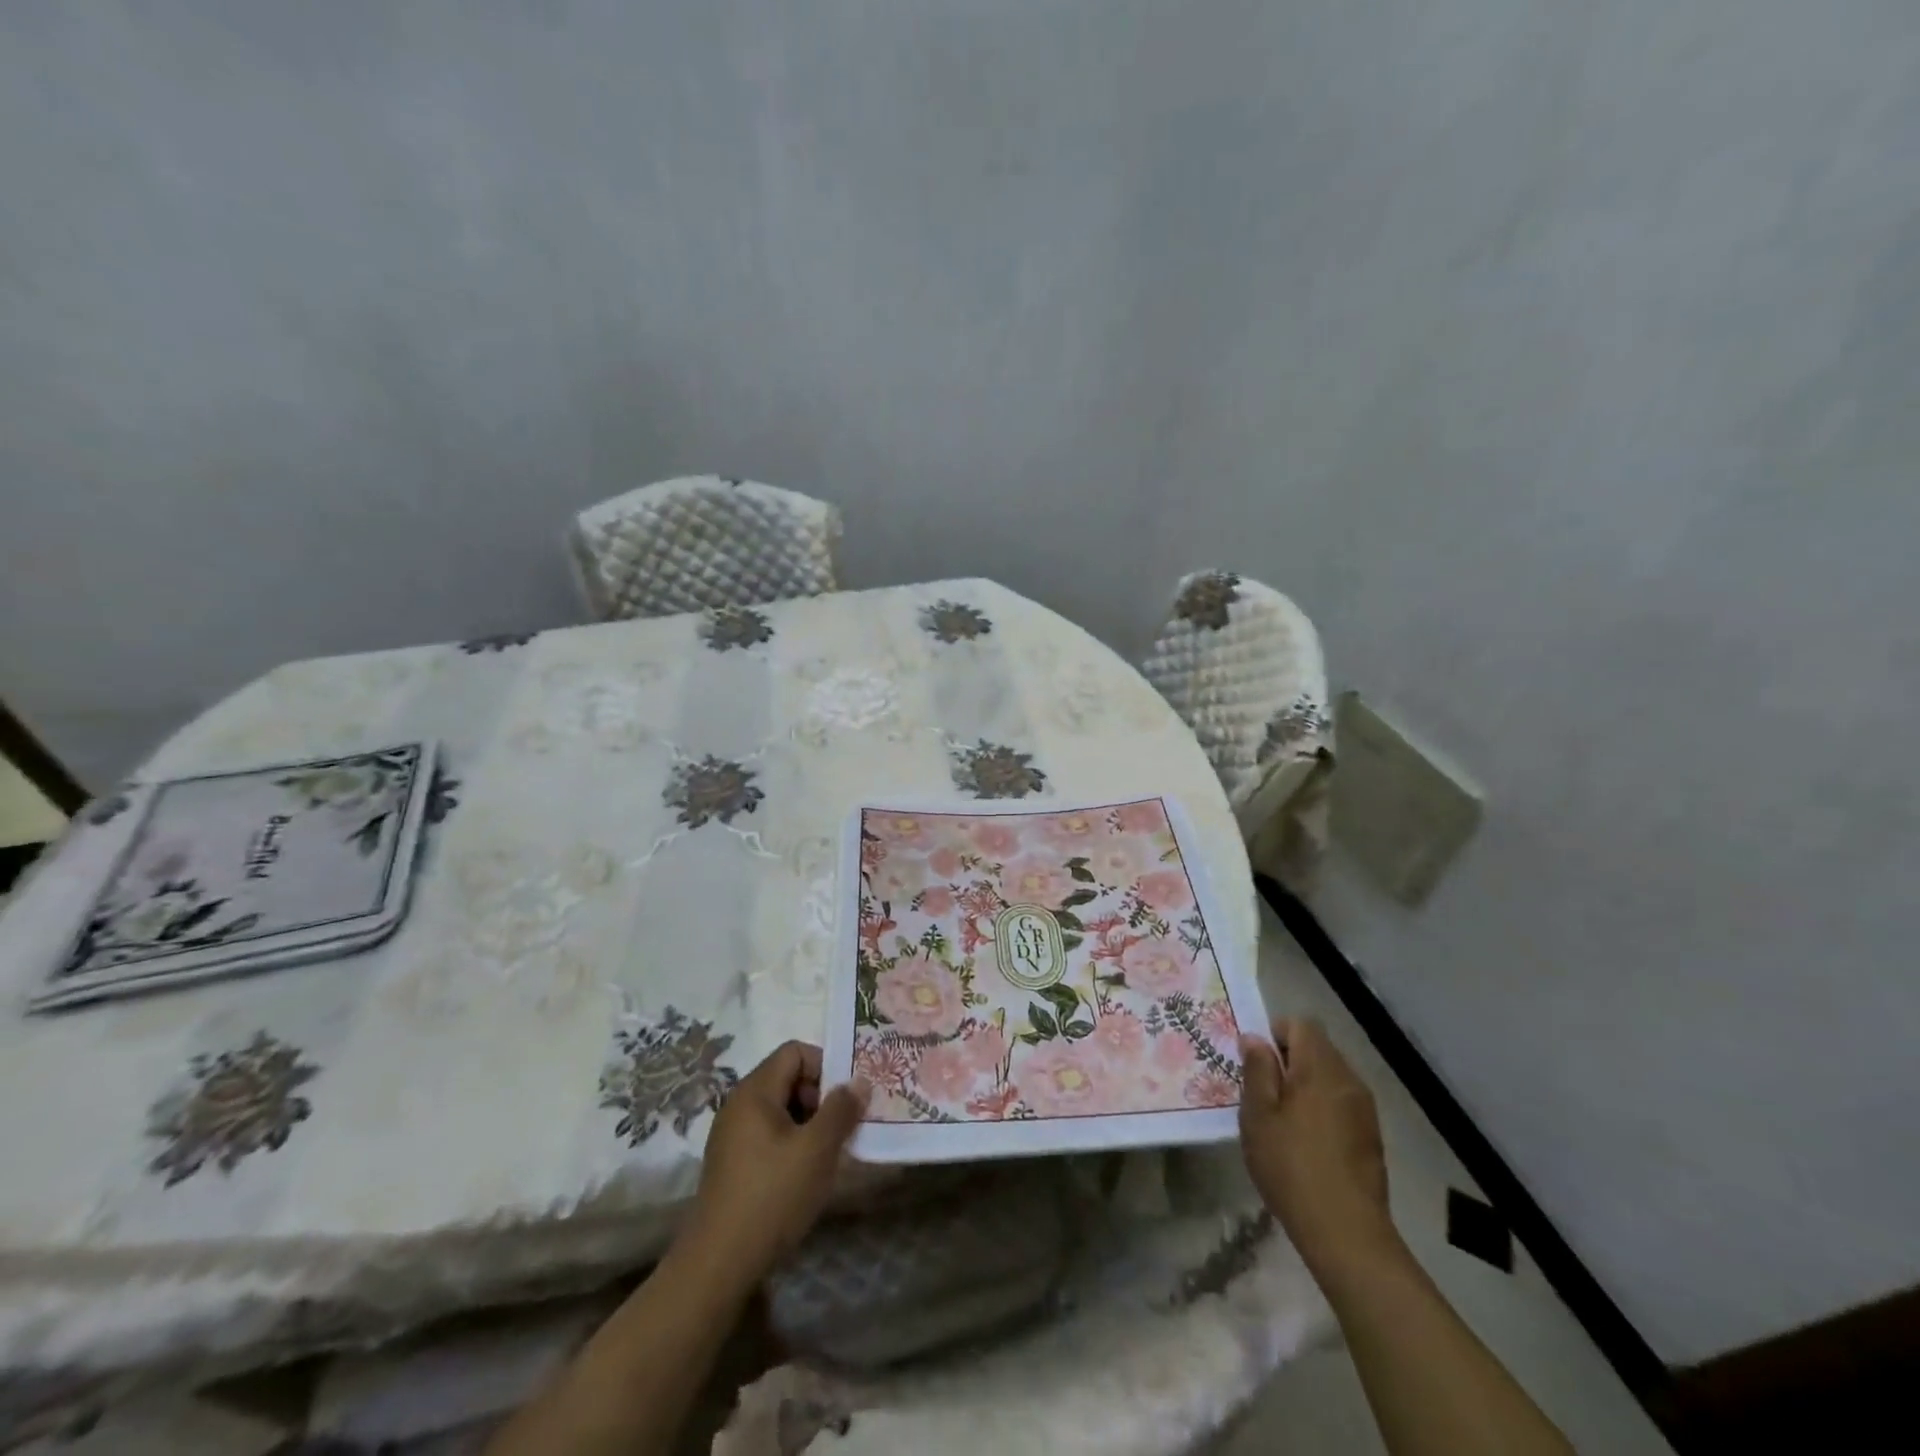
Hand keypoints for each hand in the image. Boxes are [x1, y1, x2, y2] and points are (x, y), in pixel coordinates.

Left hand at [682, 1041, 868, 1283]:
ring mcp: (732, 1136)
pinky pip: (770, 1135)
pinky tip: (807, 1174)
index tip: (848, 1096)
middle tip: (845, 1126)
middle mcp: (739, 1104)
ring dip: (810, 1123)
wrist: (718, 1265)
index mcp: (754, 1091)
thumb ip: (841, 1110)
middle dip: (821, 1097)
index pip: (795, 1052)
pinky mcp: (733, 1164)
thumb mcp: (816, 1150)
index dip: (826, 1065)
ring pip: (781, 1110)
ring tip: (831, 1153)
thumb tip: (859, 1082)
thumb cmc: (771, 1196)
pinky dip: (793, 1143)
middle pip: (788, 1078)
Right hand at [1239, 1017, 1397, 1278]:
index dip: (1275, 1033)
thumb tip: (1255, 1038)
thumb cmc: (1291, 1166)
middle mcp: (1349, 1080)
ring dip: (1305, 1085)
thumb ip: (1257, 1069)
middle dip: (1288, 1060)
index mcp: (1321, 1068)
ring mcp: (1364, 1109)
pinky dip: (1321, 1107)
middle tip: (1262, 1091)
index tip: (1256, 1062)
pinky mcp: (1370, 1136)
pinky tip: (1305, 1141)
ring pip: (1329, 1076)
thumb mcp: (1258, 1114)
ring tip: (1281, 1118)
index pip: (1301, 1024)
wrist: (1347, 1233)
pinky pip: (1340, 1102)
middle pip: (1317, 1048)